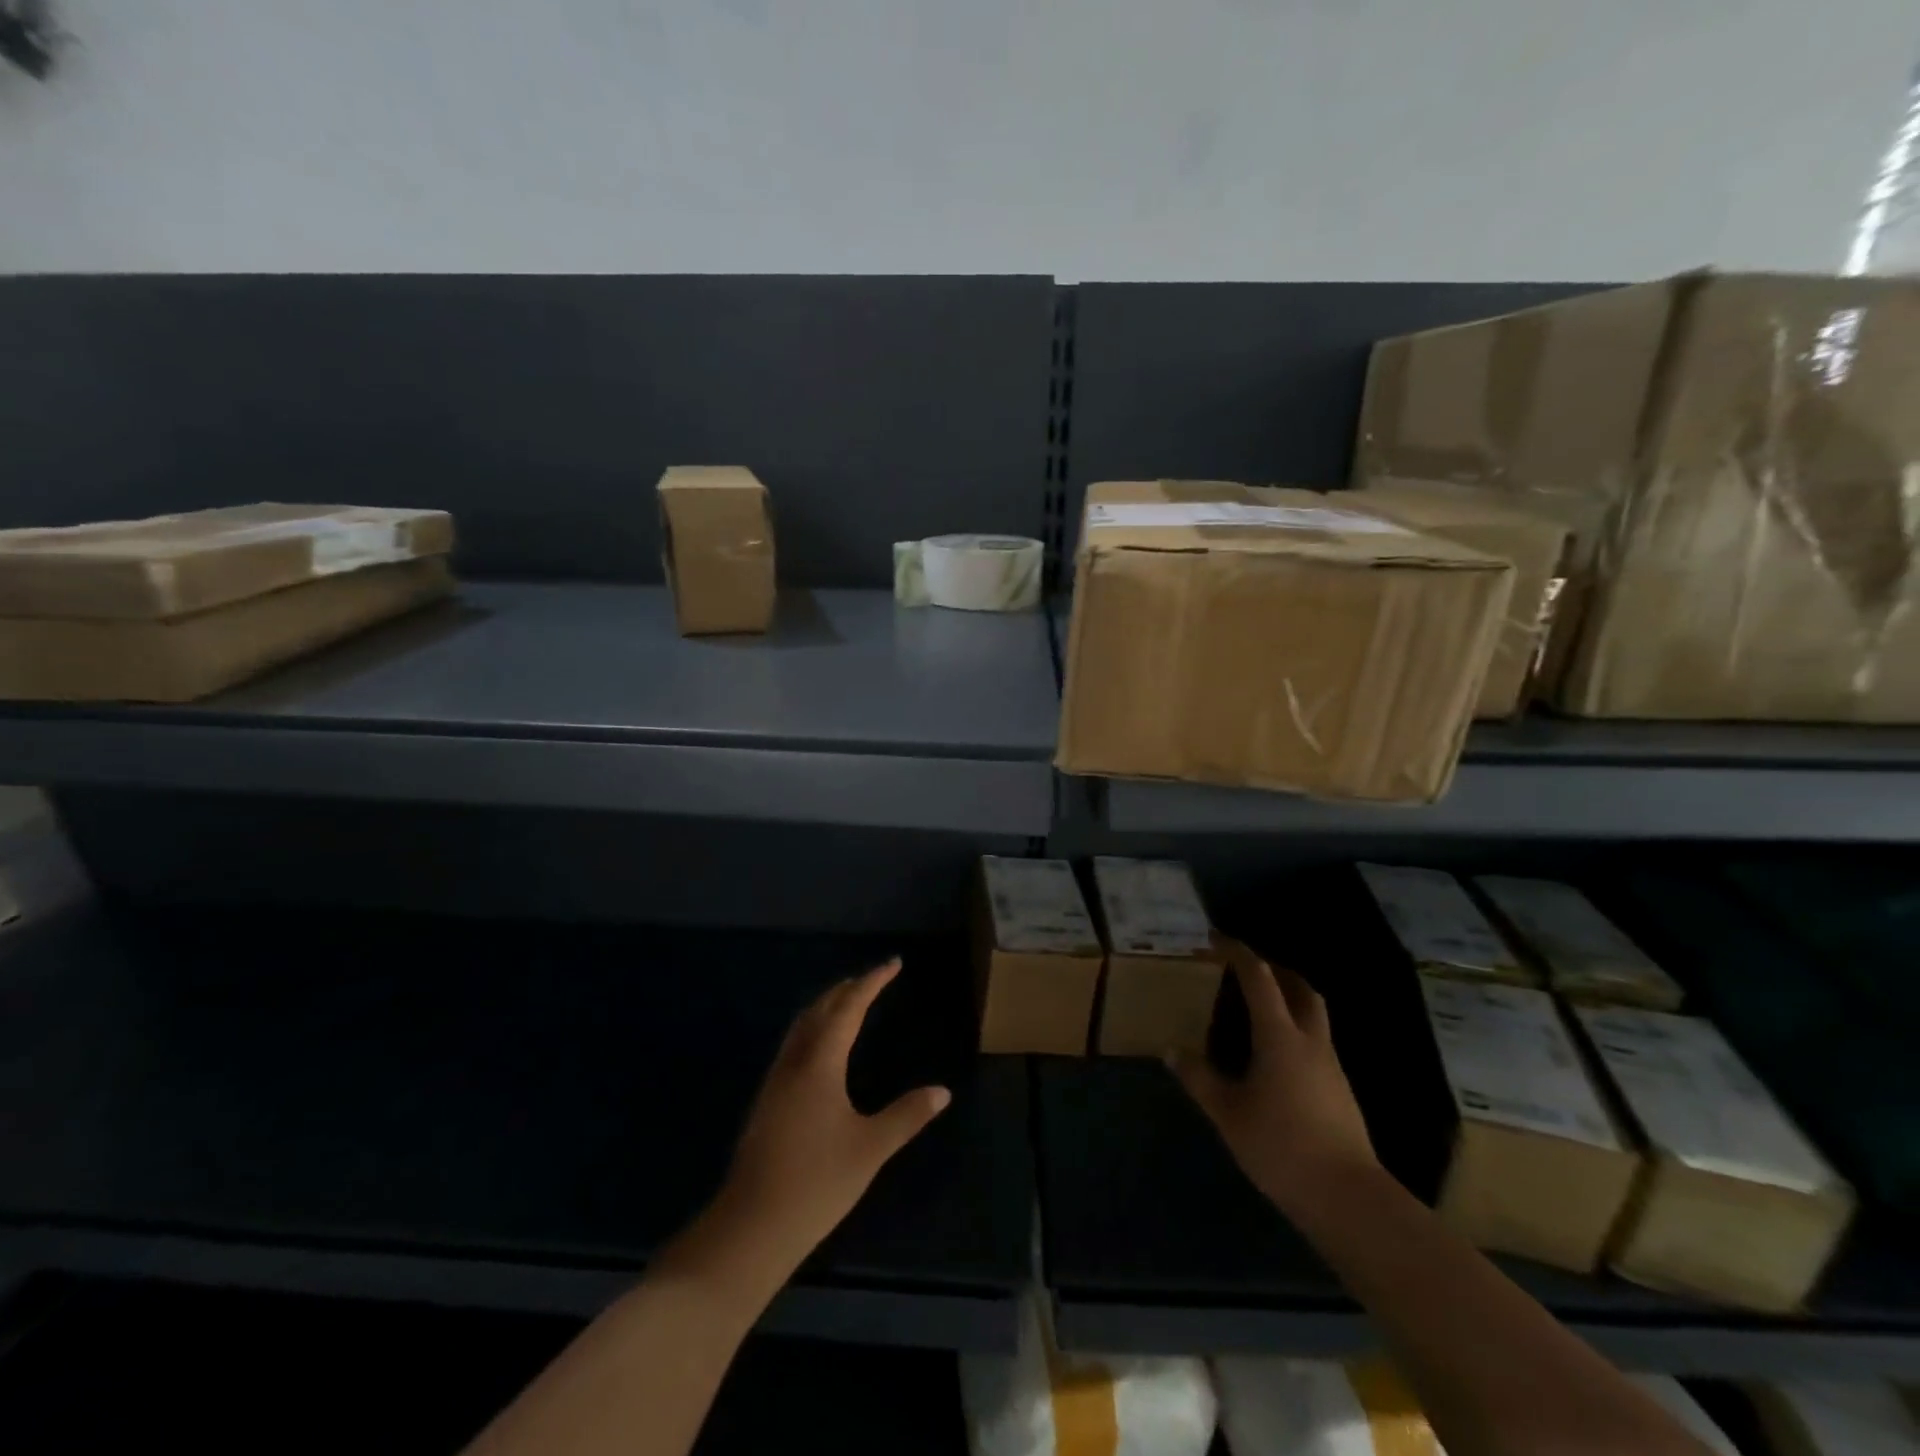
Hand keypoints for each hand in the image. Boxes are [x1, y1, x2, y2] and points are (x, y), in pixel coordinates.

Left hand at [709, 959, 950, 1279]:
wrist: (751, 1226)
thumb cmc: (816, 1182)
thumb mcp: (870, 1149)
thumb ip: (906, 1116)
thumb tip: (942, 1091)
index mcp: (820, 1063)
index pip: (849, 1008)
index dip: (872, 982)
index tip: (893, 964)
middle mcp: (794, 1061)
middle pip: (820, 1009)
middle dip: (848, 988)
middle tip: (874, 979)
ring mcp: (775, 1080)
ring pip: (802, 1025)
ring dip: (827, 1006)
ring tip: (850, 1002)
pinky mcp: (767, 1101)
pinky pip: (794, 1044)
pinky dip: (814, 1027)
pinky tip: (822, 1049)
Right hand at [1170, 941, 1377, 1220]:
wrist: (1347, 1198)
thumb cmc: (1281, 1146)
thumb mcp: (1228, 1113)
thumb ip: (1200, 1078)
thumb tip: (1172, 1051)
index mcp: (1280, 1036)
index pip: (1260, 979)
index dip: (1239, 953)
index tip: (1217, 940)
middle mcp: (1310, 1041)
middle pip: (1300, 988)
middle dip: (1275, 970)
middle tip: (1246, 968)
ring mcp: (1331, 1065)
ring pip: (1314, 1014)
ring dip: (1289, 998)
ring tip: (1259, 1006)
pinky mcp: (1340, 1090)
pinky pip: (1316, 1041)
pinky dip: (1295, 1029)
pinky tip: (1275, 1054)